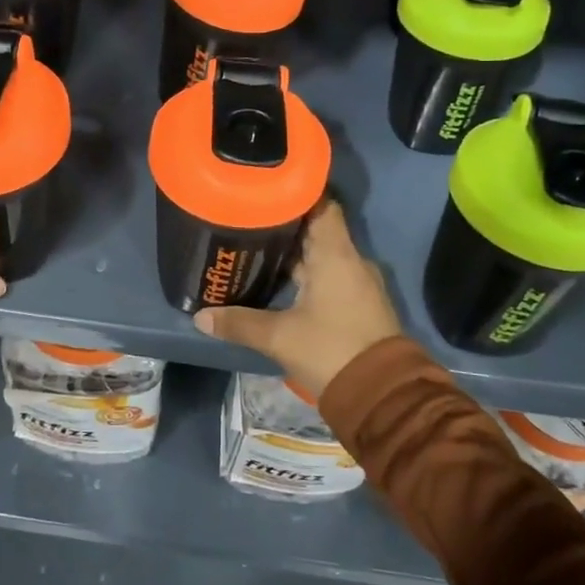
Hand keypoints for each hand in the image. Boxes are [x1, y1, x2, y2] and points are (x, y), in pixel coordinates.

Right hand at [192, 201, 402, 400]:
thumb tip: (201, 317)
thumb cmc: (330, 350)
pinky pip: (330, 276)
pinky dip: (307, 274)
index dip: (296, 193)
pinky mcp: (359, 305)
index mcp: (335, 254)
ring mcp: (358, 284)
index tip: (267, 188)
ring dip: (295, 253)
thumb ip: (239, 323)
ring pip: (322, 256)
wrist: (383, 396)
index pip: (321, 205)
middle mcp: (351, 261)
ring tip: (257, 249)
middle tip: (248, 219)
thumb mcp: (279, 337)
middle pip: (317, 230)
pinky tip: (282, 283)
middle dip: (285, 225)